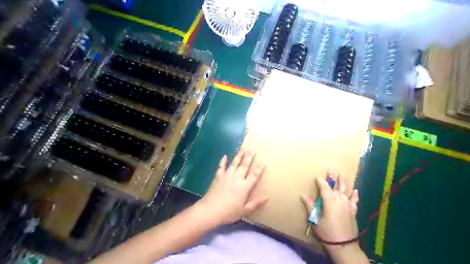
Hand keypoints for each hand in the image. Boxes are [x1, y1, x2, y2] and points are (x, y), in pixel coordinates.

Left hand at [196, 148, 267, 226]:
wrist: (210, 210)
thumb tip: (267, 197)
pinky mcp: (218, 177)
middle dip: (249, 156)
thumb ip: (255, 203)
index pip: (254, 175)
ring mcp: (227, 176)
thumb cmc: (228, 212)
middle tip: (253, 148)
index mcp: (244, 187)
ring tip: (243, 148)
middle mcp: (237, 178)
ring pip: (234, 163)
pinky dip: (222, 161)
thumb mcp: (244, 211)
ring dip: (239, 155)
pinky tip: (224, 156)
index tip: (263, 161)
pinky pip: (221, 167)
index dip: (259, 168)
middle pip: (245, 165)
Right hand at [303, 174, 358, 247]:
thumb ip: (310, 206)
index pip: (324, 187)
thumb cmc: (327, 232)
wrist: (344, 245)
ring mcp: (347, 205)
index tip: (317, 176)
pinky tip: (356, 190)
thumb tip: (303, 195)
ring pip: (345, 190)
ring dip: (343, 182)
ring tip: (341, 175)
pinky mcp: (353, 211)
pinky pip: (354, 200)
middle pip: (336, 186)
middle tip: (331, 170)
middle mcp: (339, 200)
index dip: (320, 181)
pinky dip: (355, 195)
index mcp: (329, 201)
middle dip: (333, 178)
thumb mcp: (315, 219)